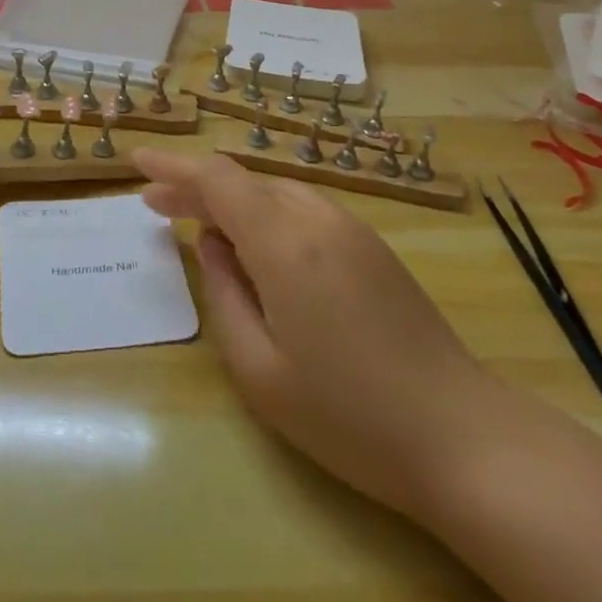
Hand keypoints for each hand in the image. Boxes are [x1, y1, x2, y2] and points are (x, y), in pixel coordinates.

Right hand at [135, 149, 502, 517]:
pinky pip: (304, 210)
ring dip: (232, 200)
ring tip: (199, 226)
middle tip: (155, 206)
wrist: (463, 438)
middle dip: (195, 187)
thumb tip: (211, 244)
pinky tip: (256, 245)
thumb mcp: (260, 371)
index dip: (174, 167)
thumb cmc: (349, 416)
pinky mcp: (372, 246)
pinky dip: (266, 214)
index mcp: (285, 244)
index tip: (137, 163)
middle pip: (244, 181)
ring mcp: (351, 228)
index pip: (217, 180)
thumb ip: (224, 295)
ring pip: (275, 192)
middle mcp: (318, 219)